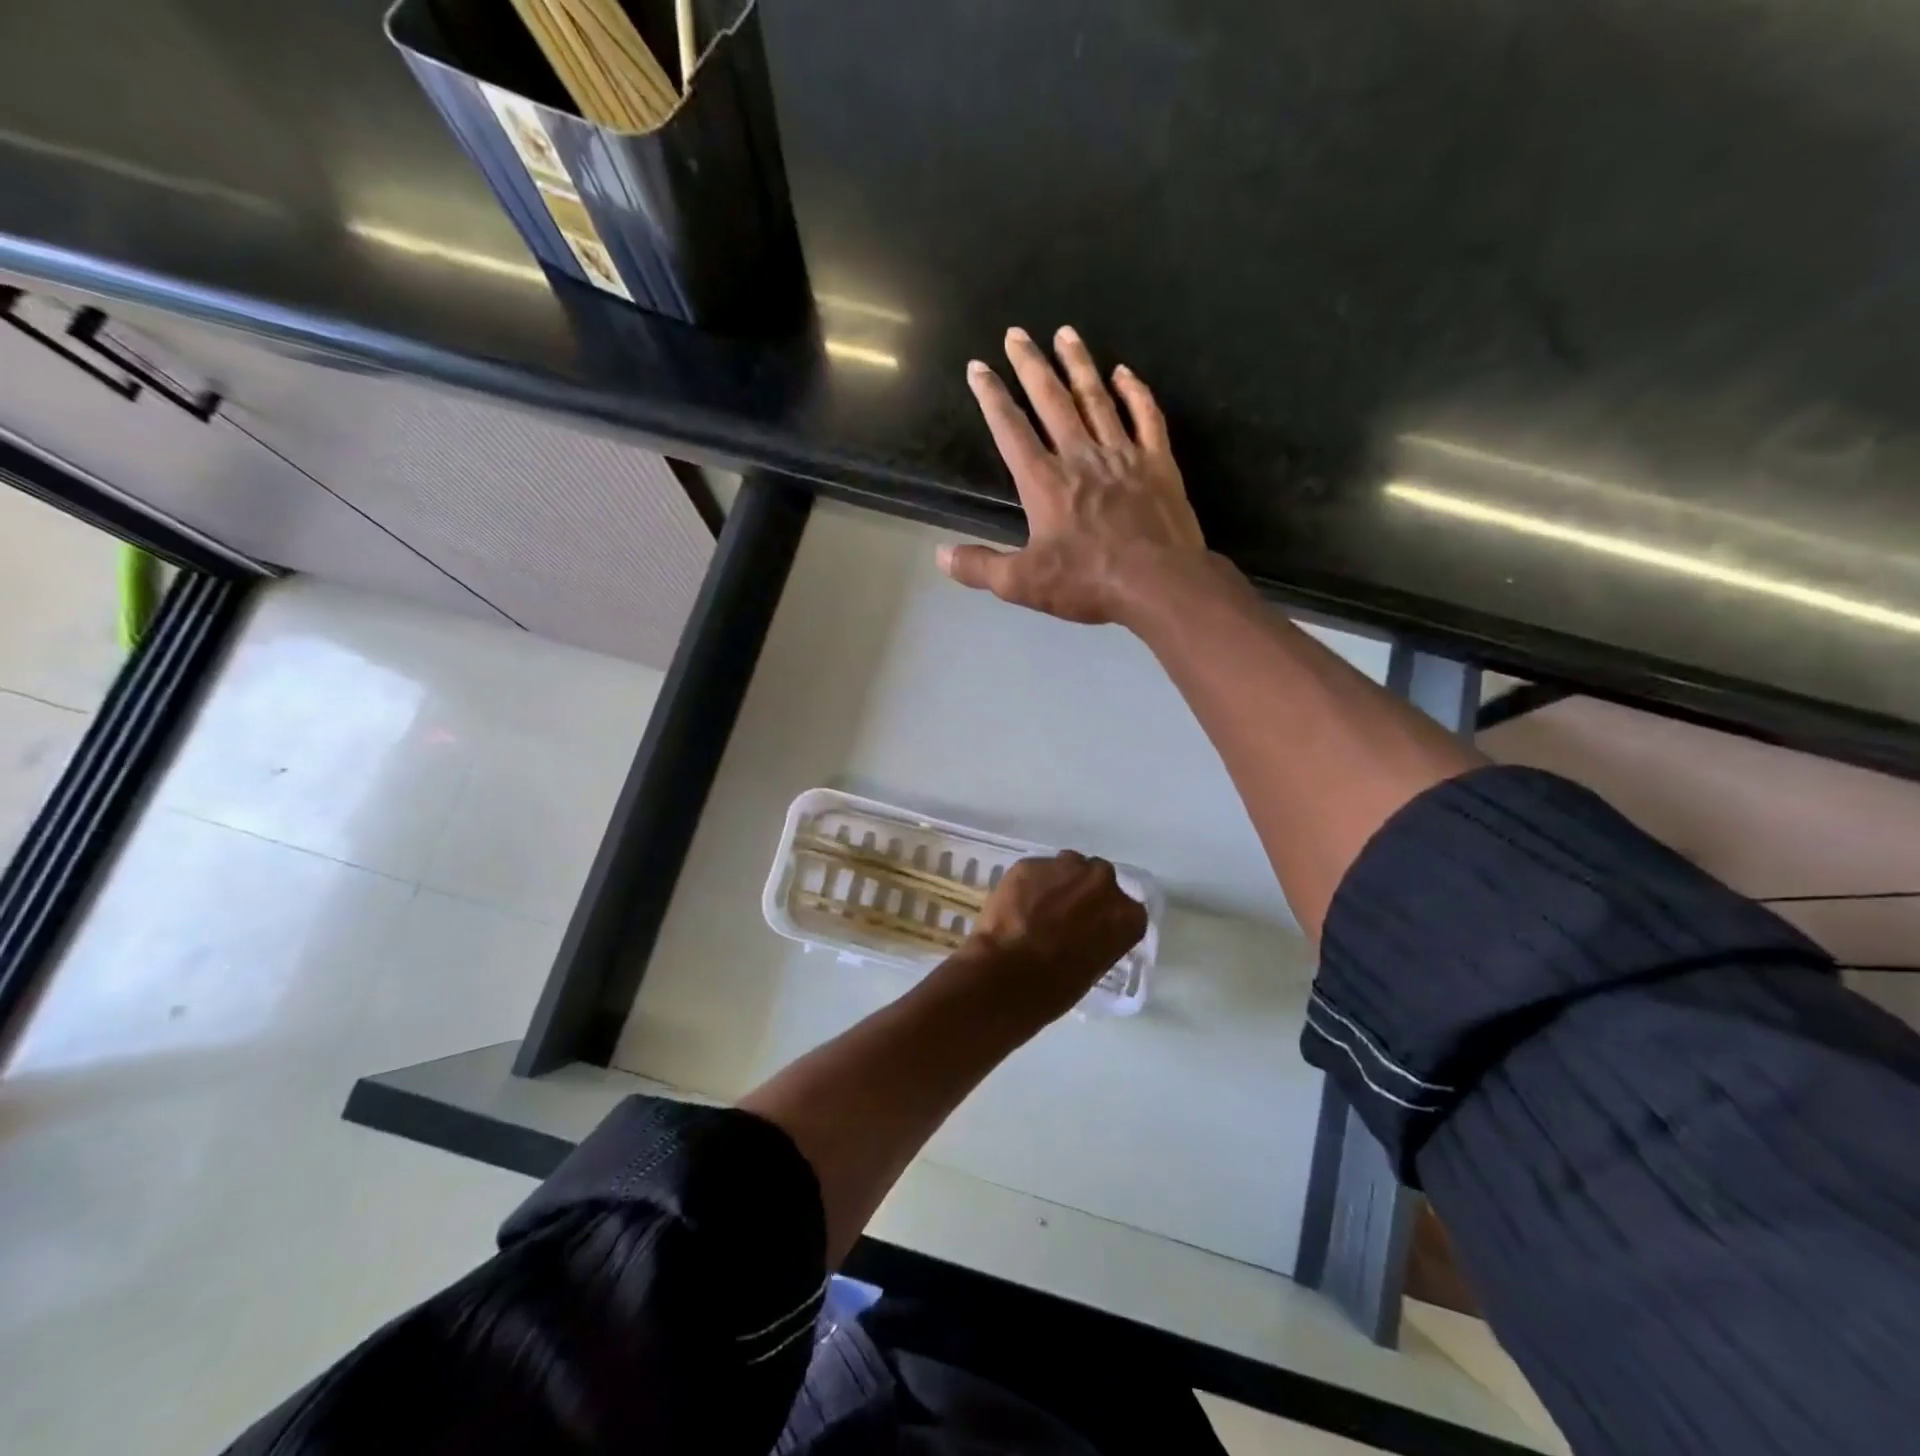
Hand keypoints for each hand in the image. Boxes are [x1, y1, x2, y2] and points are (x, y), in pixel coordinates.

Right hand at [939, 326, 1209, 627]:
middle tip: (1016, 333)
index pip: (1011, 430)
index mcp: (1045, 482)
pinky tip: (1124, 373)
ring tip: (1065, 333)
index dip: (991, 397)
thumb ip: (980, 567)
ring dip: (1078, 364)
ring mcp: (1122, 455)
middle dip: (1030, 365)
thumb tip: (941, 555)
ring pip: (1096, 398)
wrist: (1160, 583)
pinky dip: (1135, 392)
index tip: (978, 367)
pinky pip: (1145, 416)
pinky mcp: (1157, 463)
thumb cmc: (1089, 582)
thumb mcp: (1023, 584)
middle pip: (1051, 400)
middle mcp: (1080, 456)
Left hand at [951, 851, 1147, 1023]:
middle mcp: (1102, 881)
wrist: (1007, 974)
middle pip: (1098, 879)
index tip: (1091, 931)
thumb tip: (1083, 933)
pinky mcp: (1030, 863)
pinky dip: (1029, 884)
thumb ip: (1098, 939)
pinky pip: (1036, 871)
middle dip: (1084, 894)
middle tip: (1064, 917)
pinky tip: (1016, 906)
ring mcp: (1065, 866)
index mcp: (1127, 915)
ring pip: (1067, 867)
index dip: (1106, 919)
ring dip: (1058, 883)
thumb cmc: (1055, 987)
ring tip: (1037, 909)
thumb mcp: (1093, 968)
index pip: (1125, 911)